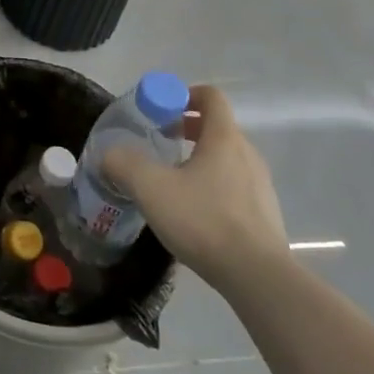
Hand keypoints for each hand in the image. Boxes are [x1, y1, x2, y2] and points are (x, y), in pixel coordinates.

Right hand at [102, 84, 287, 290]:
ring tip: (174, 182)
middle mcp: (247, 155)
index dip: (185, 94)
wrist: (258, 278)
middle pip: (217, 128)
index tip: (162, 110)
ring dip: (200, 160)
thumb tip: (107, 154)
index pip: (211, 97)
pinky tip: (195, 214)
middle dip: (188, 129)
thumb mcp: (151, 188)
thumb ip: (123, 163)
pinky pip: (236, 188)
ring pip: (227, 159)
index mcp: (224, 138)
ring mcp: (261, 187)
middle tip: (160, 143)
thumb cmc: (204, 220)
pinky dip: (214, 188)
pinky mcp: (265, 216)